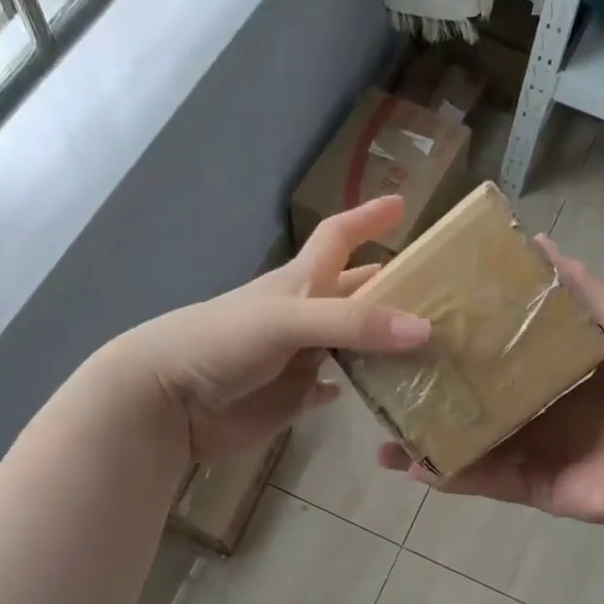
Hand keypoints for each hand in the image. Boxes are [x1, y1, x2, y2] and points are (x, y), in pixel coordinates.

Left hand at [111, 194, 430, 461]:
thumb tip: (424, 329)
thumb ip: (352, 322)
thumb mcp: (288, 319)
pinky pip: (325, 391)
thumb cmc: (222, 342)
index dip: (367, 217)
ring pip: (348, 346)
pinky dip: (348, 389)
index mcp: (300, 283)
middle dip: (388, 287)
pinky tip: (372, 394)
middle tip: (435, 291)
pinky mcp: (289, 399)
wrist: (168, 399)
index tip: (402, 203)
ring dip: (379, 344)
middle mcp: (303, 317)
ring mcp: (296, 360)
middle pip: (352, 293)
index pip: (338, 237)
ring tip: (425, 347)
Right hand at [377, 236, 603, 529]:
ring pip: (465, 445)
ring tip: (384, 438)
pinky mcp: (525, 486)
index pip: (492, 358)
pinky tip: (411, 465)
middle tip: (387, 386)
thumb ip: (582, 293)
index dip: (458, 347)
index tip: (417, 331)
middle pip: (471, 403)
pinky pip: (480, 480)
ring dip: (426, 442)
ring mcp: (524, 452)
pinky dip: (446, 475)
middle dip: (431, 398)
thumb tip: (540, 243)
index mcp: (547, 375)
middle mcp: (530, 412)